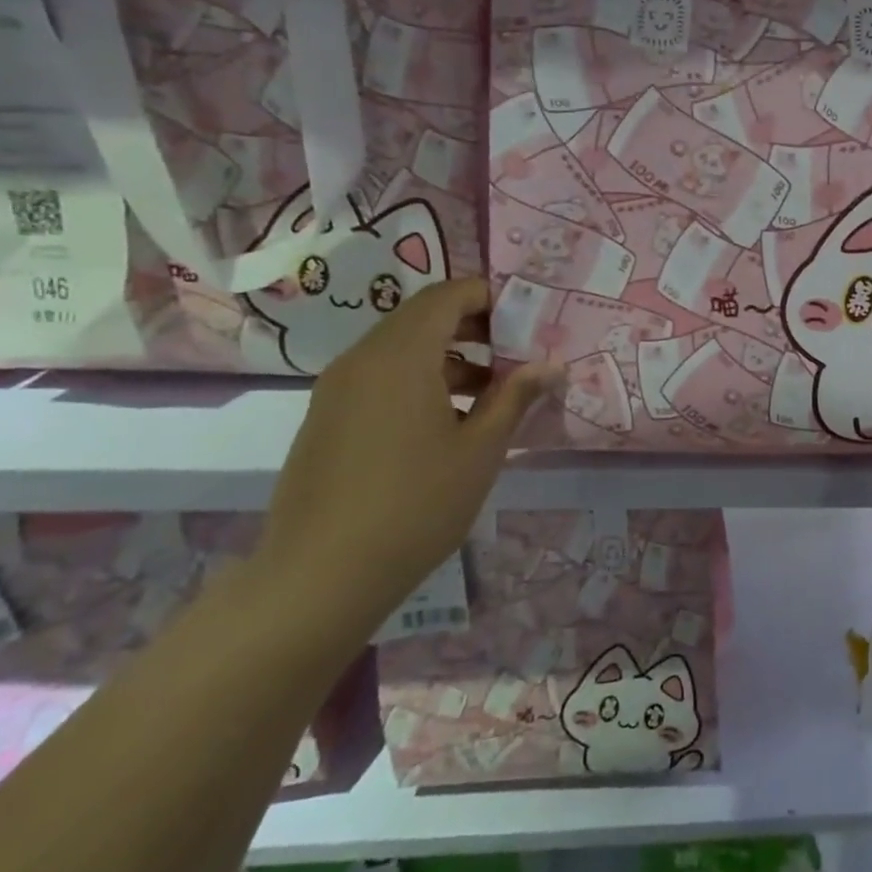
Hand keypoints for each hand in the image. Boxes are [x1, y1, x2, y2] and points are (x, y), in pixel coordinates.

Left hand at [261, 278, 562, 619]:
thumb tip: (552, 365)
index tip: (529, 320)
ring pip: (401, 348)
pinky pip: (380, 376)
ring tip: (493, 391)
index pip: (448, 296)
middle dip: (475, 326)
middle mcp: (362, 359)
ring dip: (450, 355)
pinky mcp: (327, 418)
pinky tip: (450, 421)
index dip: (491, 297)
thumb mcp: (481, 449)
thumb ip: (516, 397)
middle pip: (423, 317)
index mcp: (401, 356)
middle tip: (519, 353)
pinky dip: (420, 378)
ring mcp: (338, 389)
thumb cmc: (416, 504)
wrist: (320, 575)